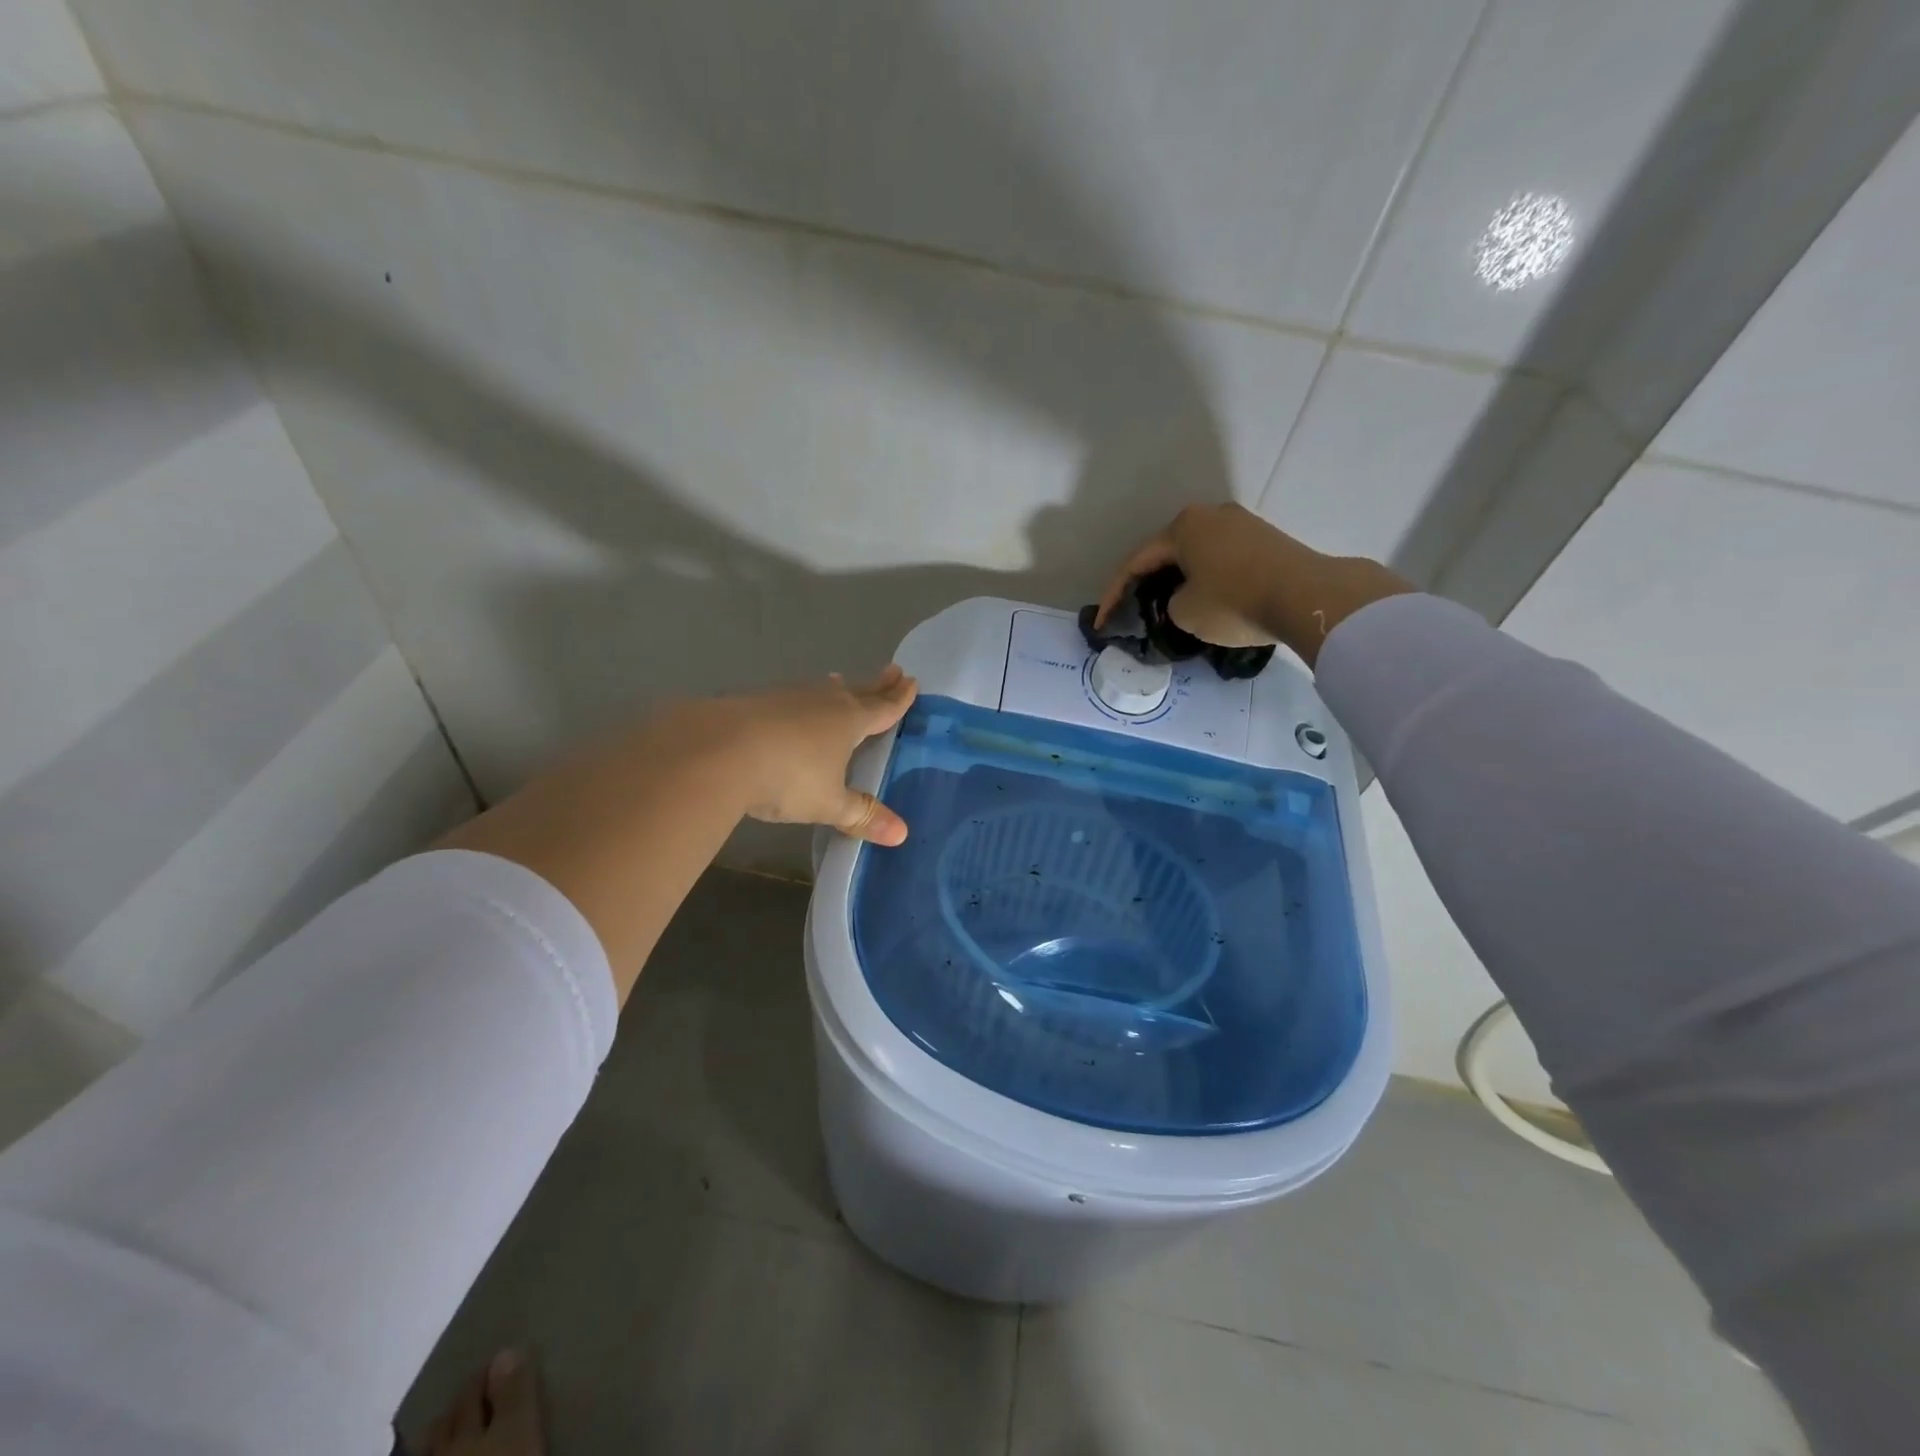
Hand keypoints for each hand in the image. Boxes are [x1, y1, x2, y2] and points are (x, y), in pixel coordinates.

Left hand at [718, 666, 918, 844]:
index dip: (899, 699)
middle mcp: (823, 702)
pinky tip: (791, 707)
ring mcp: (787, 698)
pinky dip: (800, 700)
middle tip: (893, 670)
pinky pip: (790, 698)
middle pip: (857, 691)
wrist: (719, 750)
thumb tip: (901, 835)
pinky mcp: (756, 702)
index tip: (912, 682)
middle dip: (877, 684)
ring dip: (835, 688)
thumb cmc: (788, 777)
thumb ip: (862, 815)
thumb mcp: (829, 803)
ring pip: (821, 690)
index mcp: (850, 721)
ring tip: (840, 681)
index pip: (883, 708)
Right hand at [1095, 502, 1293, 644]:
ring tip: (1170, 607)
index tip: (1101, 621)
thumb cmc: (1235, 601)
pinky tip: (1206, 600)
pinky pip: (1222, 560)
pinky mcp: (1265, 539)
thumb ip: (1170, 604)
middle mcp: (1210, 515)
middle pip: (1167, 553)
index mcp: (1182, 526)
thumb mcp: (1185, 612)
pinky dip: (1207, 579)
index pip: (1136, 563)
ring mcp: (1241, 524)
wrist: (1308, 596)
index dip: (1114, 595)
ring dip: (1180, 581)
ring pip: (1197, 556)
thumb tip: (1185, 600)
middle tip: (1134, 610)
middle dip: (1148, 583)